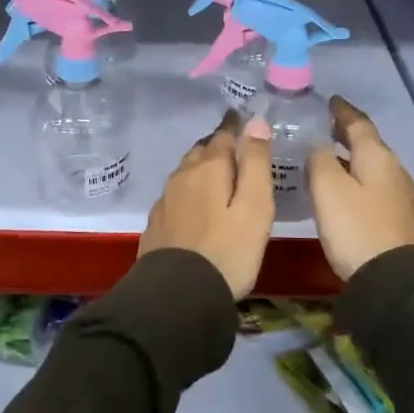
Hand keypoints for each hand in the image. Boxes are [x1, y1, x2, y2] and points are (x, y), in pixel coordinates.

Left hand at [139, 111, 274, 298]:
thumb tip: (256, 122)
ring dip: (201, 166)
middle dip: (217, 145)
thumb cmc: (227, 250)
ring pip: (186, 172)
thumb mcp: (255, 207)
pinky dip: (190, 191)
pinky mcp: (157, 223)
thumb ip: (256, 163)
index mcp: (209, 168)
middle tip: (232, 145)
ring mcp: (165, 200)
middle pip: (201, 151)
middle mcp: (182, 176)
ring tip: (216, 172)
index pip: (223, 135)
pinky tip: (195, 205)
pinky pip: (176, 195)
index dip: (235, 126)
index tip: (241, 117)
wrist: (178, 295)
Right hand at [308, 96, 413, 280]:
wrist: (392, 280)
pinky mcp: (393, 218)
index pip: (359, 123)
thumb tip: (318, 145)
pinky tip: (338, 187)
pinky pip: (370, 185)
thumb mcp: (328, 188)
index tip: (329, 100)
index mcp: (378, 157)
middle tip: (322, 125)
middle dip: (346, 132)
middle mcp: (392, 170)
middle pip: (367, 143)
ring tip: (324, 155)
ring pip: (369, 165)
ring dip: (349, 156)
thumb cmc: (356, 227)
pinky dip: (353, 177)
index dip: (342, 111)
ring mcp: (396, 196)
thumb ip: (320, 159)